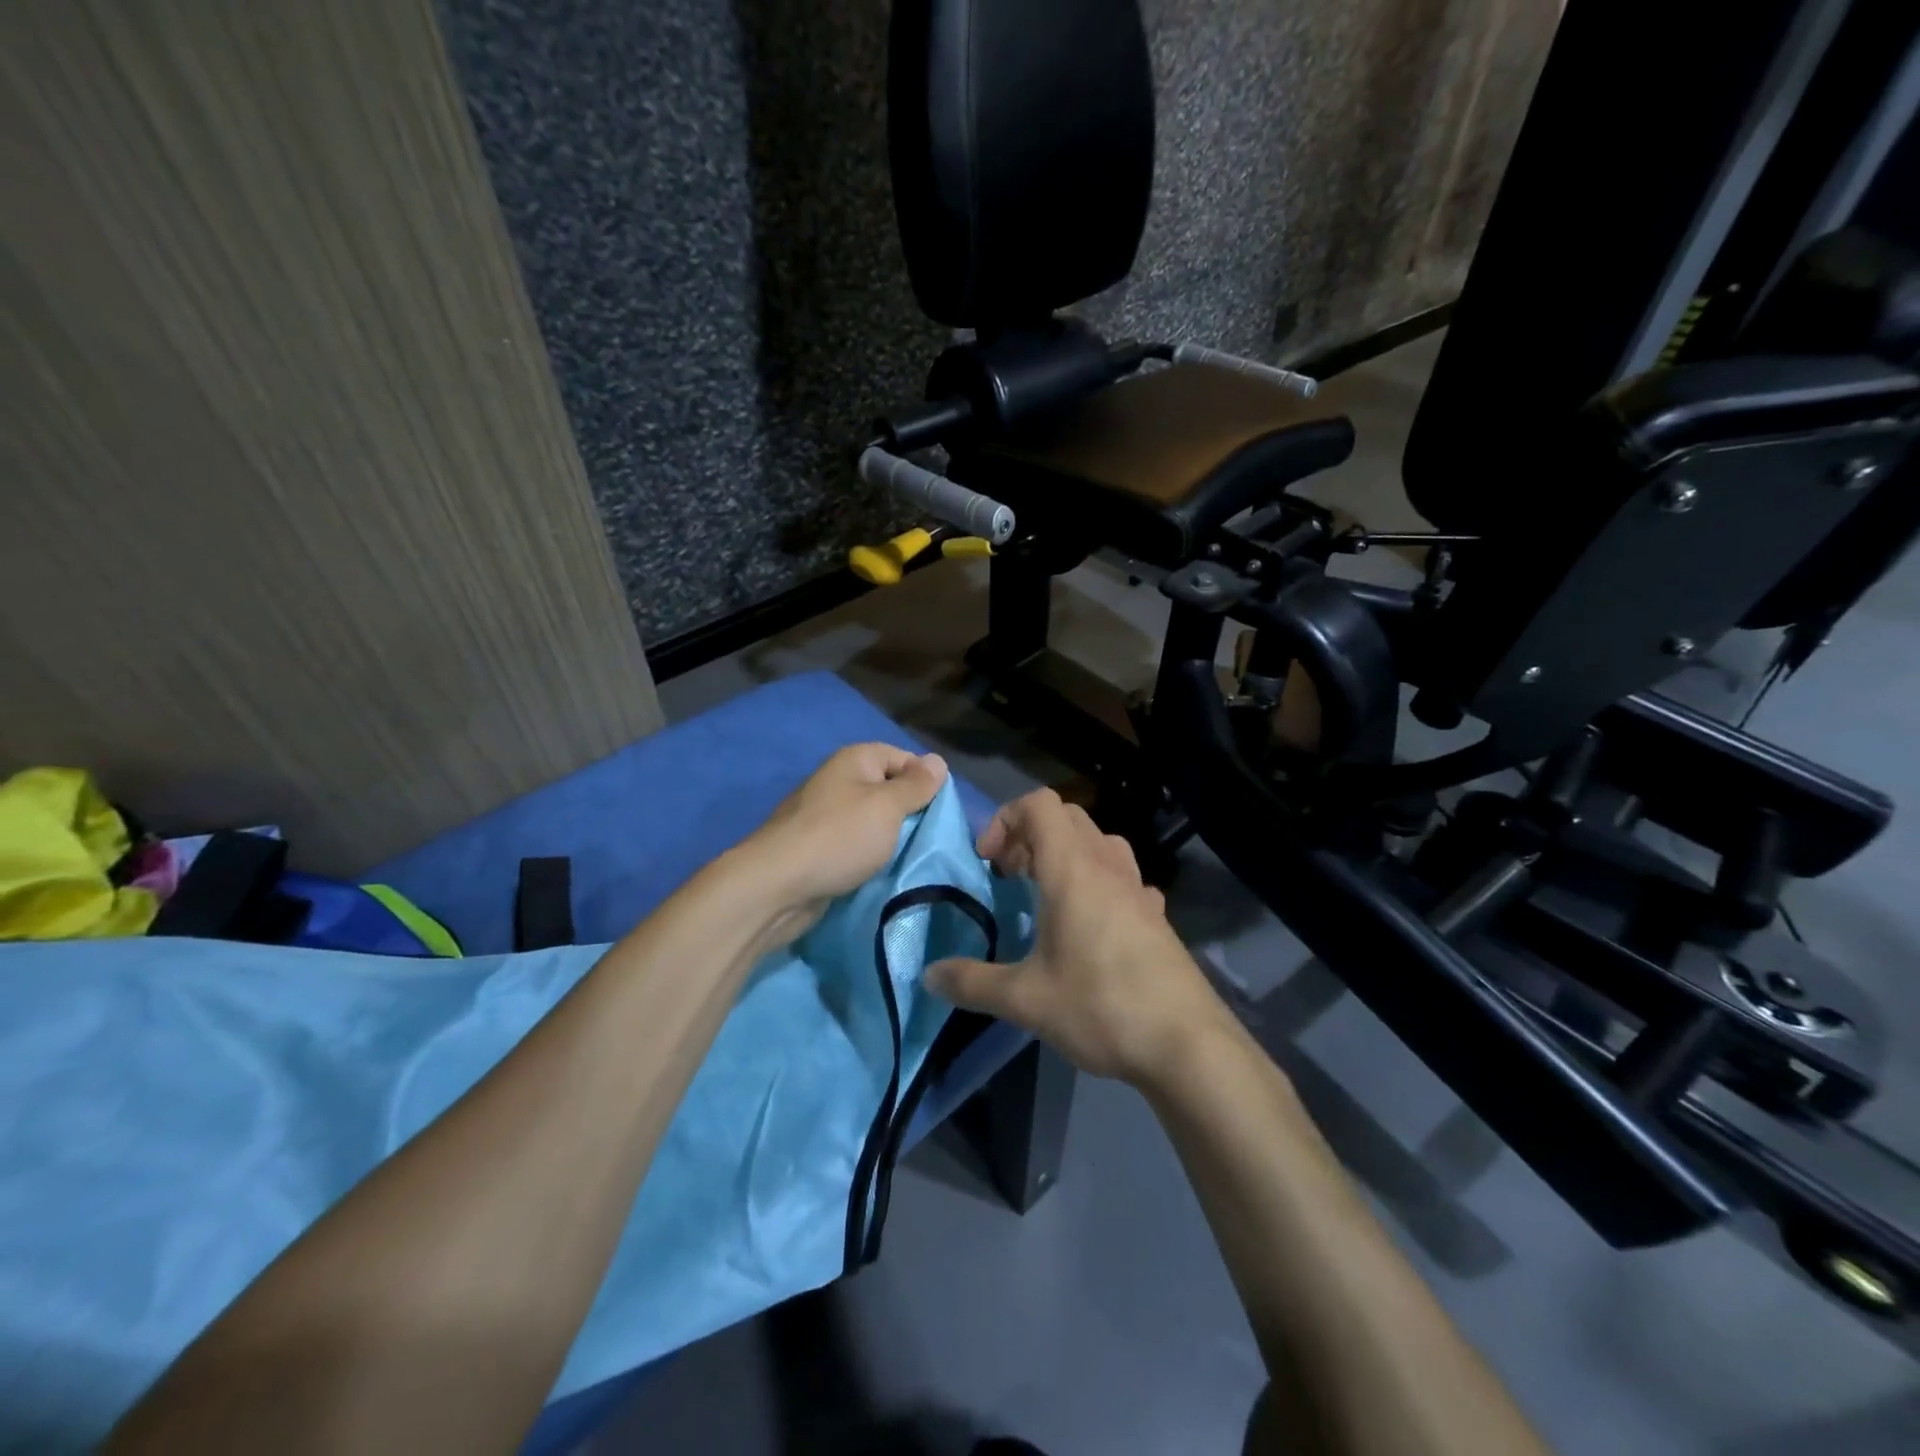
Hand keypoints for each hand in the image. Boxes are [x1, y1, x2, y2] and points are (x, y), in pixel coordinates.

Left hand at [738, 743, 948, 942]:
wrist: (776, 887)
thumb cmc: (838, 838)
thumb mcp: (887, 807)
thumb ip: (916, 785)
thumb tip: (937, 761)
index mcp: (854, 760)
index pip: (903, 758)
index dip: (925, 781)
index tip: (940, 812)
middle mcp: (838, 781)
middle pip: (887, 790)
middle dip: (909, 813)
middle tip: (930, 839)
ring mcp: (825, 815)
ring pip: (872, 821)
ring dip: (890, 839)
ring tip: (910, 858)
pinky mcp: (818, 847)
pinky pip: (854, 845)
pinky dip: (868, 857)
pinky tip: (881, 872)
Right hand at [926, 789, 1233, 1086]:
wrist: (1187, 1044)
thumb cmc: (1100, 1006)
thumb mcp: (1024, 1000)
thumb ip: (972, 982)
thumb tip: (928, 975)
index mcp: (1072, 870)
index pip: (1038, 804)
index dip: (1004, 820)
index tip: (988, 864)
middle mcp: (1107, 867)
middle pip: (1067, 816)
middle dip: (1030, 835)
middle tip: (1011, 878)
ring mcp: (1138, 889)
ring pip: (1099, 842)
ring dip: (1067, 854)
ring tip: (1048, 895)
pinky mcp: (1158, 916)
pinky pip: (1125, 877)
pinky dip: (1101, 883)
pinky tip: (1094, 924)